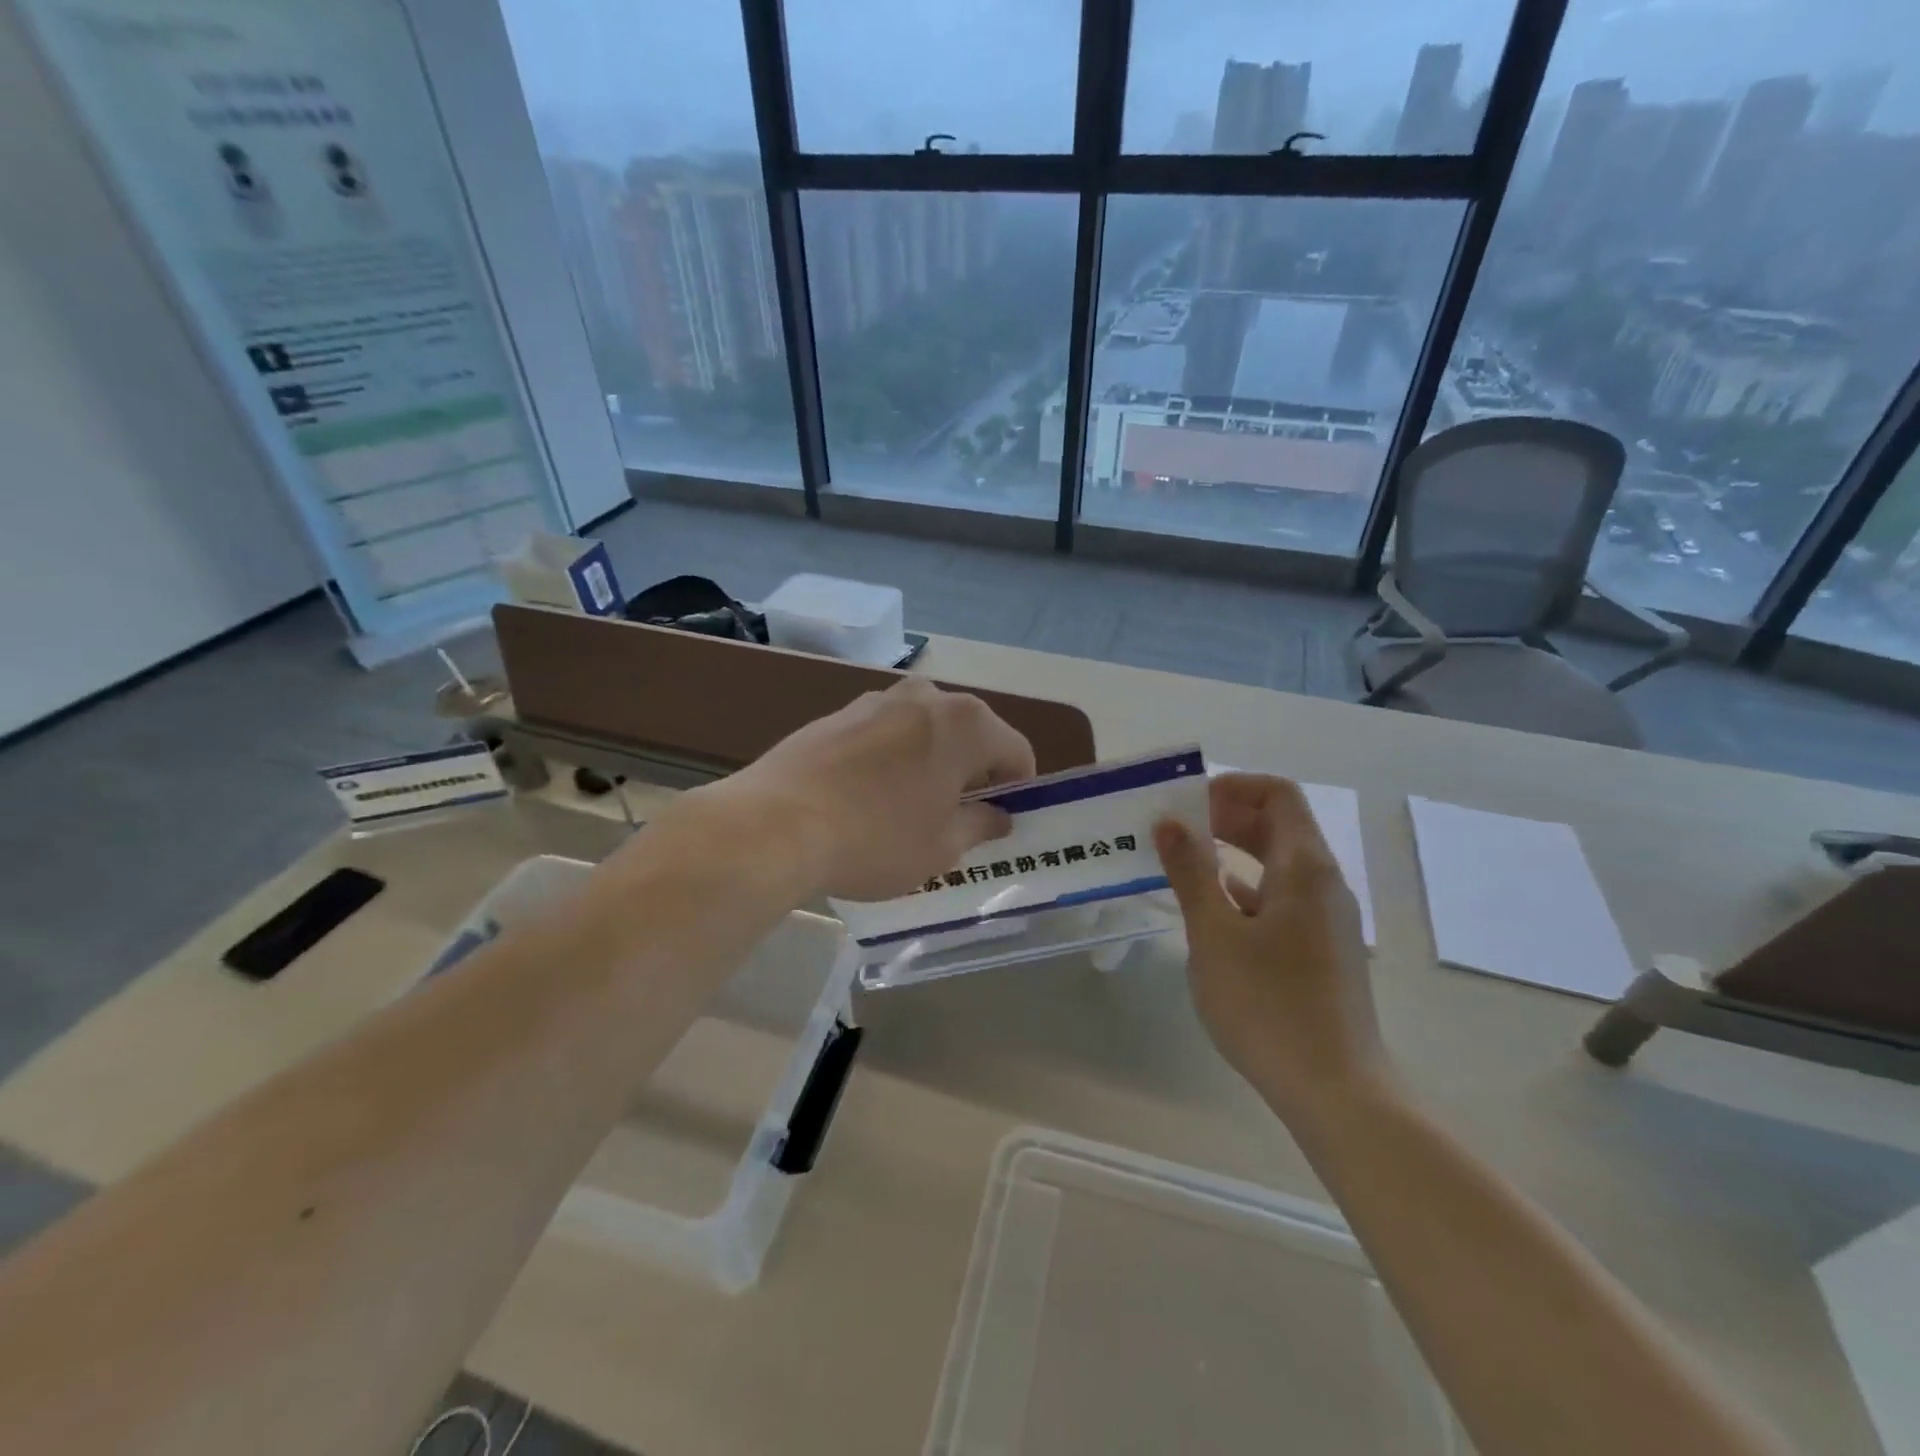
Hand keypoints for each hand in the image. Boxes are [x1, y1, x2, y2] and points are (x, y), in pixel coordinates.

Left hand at [715, 677, 1036, 900]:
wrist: (774, 823)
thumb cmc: (876, 838)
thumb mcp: (941, 846)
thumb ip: (980, 825)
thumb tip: (998, 816)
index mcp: (966, 723)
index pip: (1016, 752)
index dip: (1018, 789)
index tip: (1002, 821)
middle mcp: (926, 697)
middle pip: (971, 734)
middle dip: (973, 773)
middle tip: (959, 819)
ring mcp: (877, 700)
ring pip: (925, 731)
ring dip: (932, 763)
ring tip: (910, 808)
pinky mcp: (837, 714)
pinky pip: (885, 734)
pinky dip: (892, 759)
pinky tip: (868, 798)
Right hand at [1155, 774, 1388, 1124]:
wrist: (1334, 1089)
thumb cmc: (1268, 1004)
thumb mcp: (1214, 934)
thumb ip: (1191, 873)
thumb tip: (1170, 823)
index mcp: (1304, 867)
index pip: (1277, 795)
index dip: (1232, 787)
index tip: (1187, 803)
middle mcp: (1323, 882)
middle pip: (1278, 825)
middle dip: (1225, 817)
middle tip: (1175, 829)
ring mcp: (1325, 917)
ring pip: (1277, 863)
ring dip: (1232, 853)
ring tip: (1181, 863)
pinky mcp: (1320, 948)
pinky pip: (1281, 897)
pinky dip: (1244, 888)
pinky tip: (1209, 908)